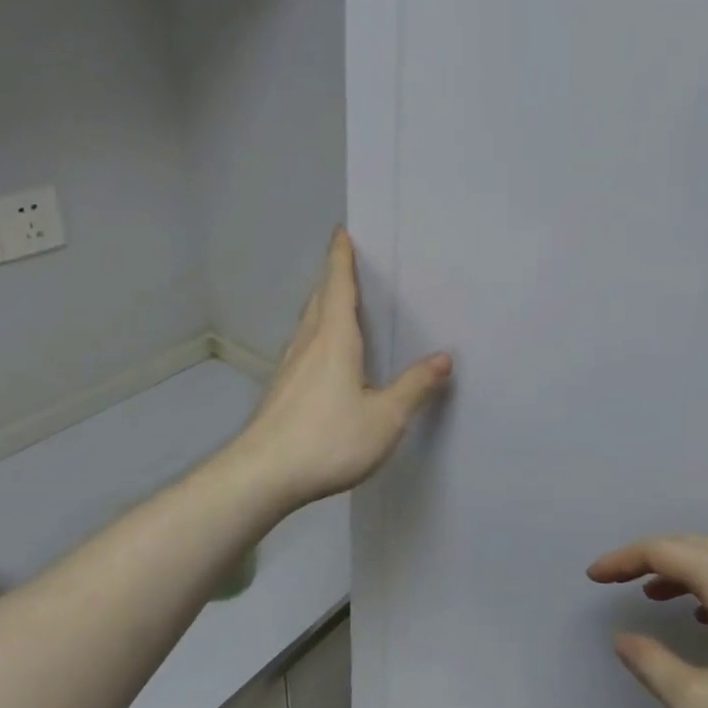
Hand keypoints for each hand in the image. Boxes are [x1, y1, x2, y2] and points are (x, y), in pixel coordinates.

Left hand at [235, 229, 452, 510]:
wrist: (262, 475)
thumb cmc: (328, 440)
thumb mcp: (385, 417)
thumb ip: (414, 387)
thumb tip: (444, 358)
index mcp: (334, 340)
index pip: (338, 287)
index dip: (341, 258)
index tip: (342, 232)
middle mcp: (308, 345)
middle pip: (319, 300)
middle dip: (333, 277)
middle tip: (347, 262)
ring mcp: (289, 368)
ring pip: (308, 324)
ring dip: (322, 305)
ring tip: (338, 302)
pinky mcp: (280, 390)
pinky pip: (303, 346)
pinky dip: (316, 333)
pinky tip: (323, 354)